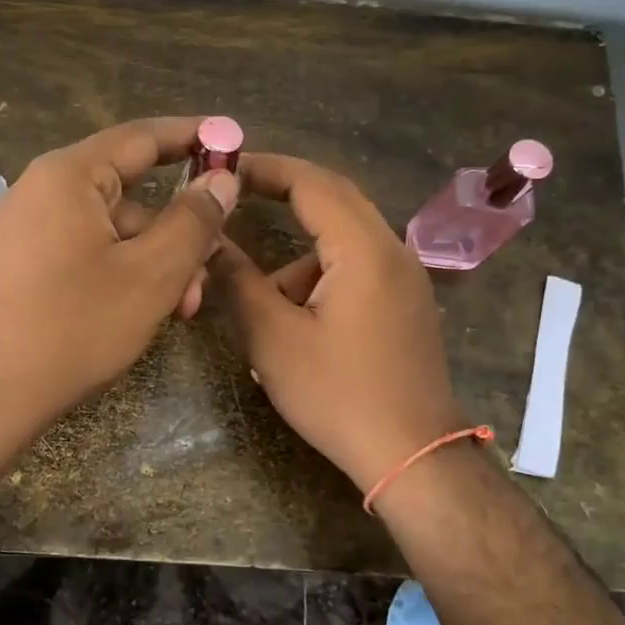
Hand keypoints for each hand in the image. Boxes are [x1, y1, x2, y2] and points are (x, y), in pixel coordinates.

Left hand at [0, 116, 238, 441]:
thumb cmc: (74, 327)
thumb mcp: (151, 275)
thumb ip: (193, 220)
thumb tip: (221, 178)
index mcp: (69, 175)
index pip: (142, 137)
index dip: (193, 137)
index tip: (233, 142)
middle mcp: (41, 190)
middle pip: (129, 194)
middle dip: (177, 232)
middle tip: (209, 272)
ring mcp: (26, 229)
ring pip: (111, 232)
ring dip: (153, 263)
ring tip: (178, 311)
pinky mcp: (20, 265)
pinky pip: (85, 253)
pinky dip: (120, 274)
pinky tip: (139, 312)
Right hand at [207, 154, 463, 493]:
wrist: (413, 455)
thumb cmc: (339, 395)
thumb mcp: (274, 338)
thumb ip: (238, 281)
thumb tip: (210, 241)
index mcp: (364, 250)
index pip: (312, 182)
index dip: (265, 168)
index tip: (224, 169)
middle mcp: (392, 251)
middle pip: (334, 199)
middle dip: (283, 194)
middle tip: (236, 199)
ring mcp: (406, 278)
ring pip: (344, 240)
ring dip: (299, 255)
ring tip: (262, 302)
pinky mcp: (407, 304)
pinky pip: (358, 267)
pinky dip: (321, 276)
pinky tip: (299, 323)